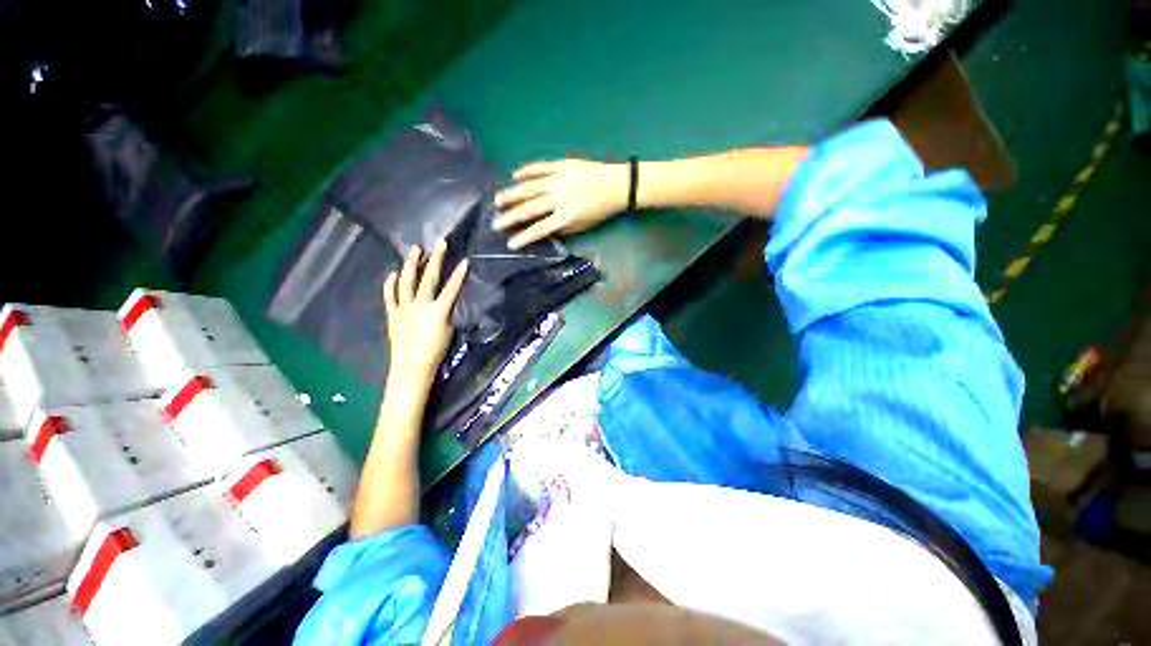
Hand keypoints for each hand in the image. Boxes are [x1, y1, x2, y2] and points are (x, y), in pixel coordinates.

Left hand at [383, 241, 468, 389]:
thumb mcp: (449, 330)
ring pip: (406, 281)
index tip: (465, 261)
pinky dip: (391, 283)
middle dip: (436, 260)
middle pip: (429, 278)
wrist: (412, 366)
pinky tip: (394, 272)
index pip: (451, 289)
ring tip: (415, 250)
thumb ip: (447, 312)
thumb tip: (446, 301)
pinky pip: (390, 295)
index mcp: (438, 311)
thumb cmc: (436, 351)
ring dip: (411, 264)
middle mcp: (420, 305)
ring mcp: (404, 308)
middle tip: (440, 244)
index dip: (459, 275)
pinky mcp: (393, 313)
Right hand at [493, 159, 629, 248]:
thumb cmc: (600, 210)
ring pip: (529, 187)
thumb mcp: (583, 225)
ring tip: (497, 200)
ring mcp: (559, 179)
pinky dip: (525, 171)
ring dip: (511, 194)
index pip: (540, 229)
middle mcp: (560, 198)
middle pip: (530, 208)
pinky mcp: (561, 165)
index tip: (510, 243)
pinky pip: (539, 167)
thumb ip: (562, 228)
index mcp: (567, 216)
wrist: (618, 185)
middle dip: (510, 217)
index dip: (524, 237)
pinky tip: (514, 176)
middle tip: (495, 223)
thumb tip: (541, 230)